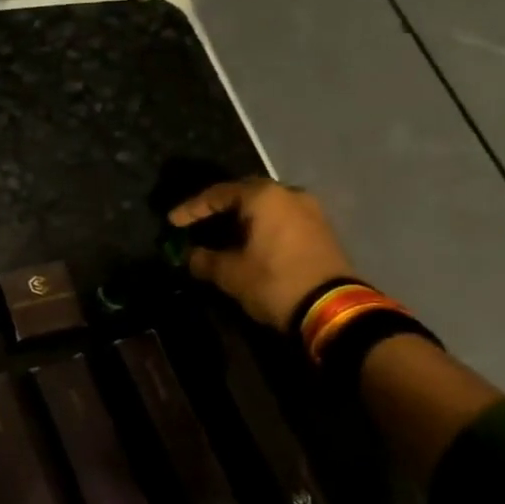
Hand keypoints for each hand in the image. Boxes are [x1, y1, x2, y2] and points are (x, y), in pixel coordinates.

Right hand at [169, 177, 356, 329]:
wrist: (332, 309)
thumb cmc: (275, 283)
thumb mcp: (230, 274)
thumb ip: (203, 259)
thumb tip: (189, 255)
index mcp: (264, 197)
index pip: (218, 194)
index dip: (191, 208)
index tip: (172, 222)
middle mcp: (288, 194)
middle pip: (244, 194)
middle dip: (217, 209)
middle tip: (196, 223)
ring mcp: (309, 210)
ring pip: (265, 207)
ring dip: (240, 219)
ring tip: (220, 235)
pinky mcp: (320, 229)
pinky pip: (281, 219)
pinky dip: (260, 227)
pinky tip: (247, 243)